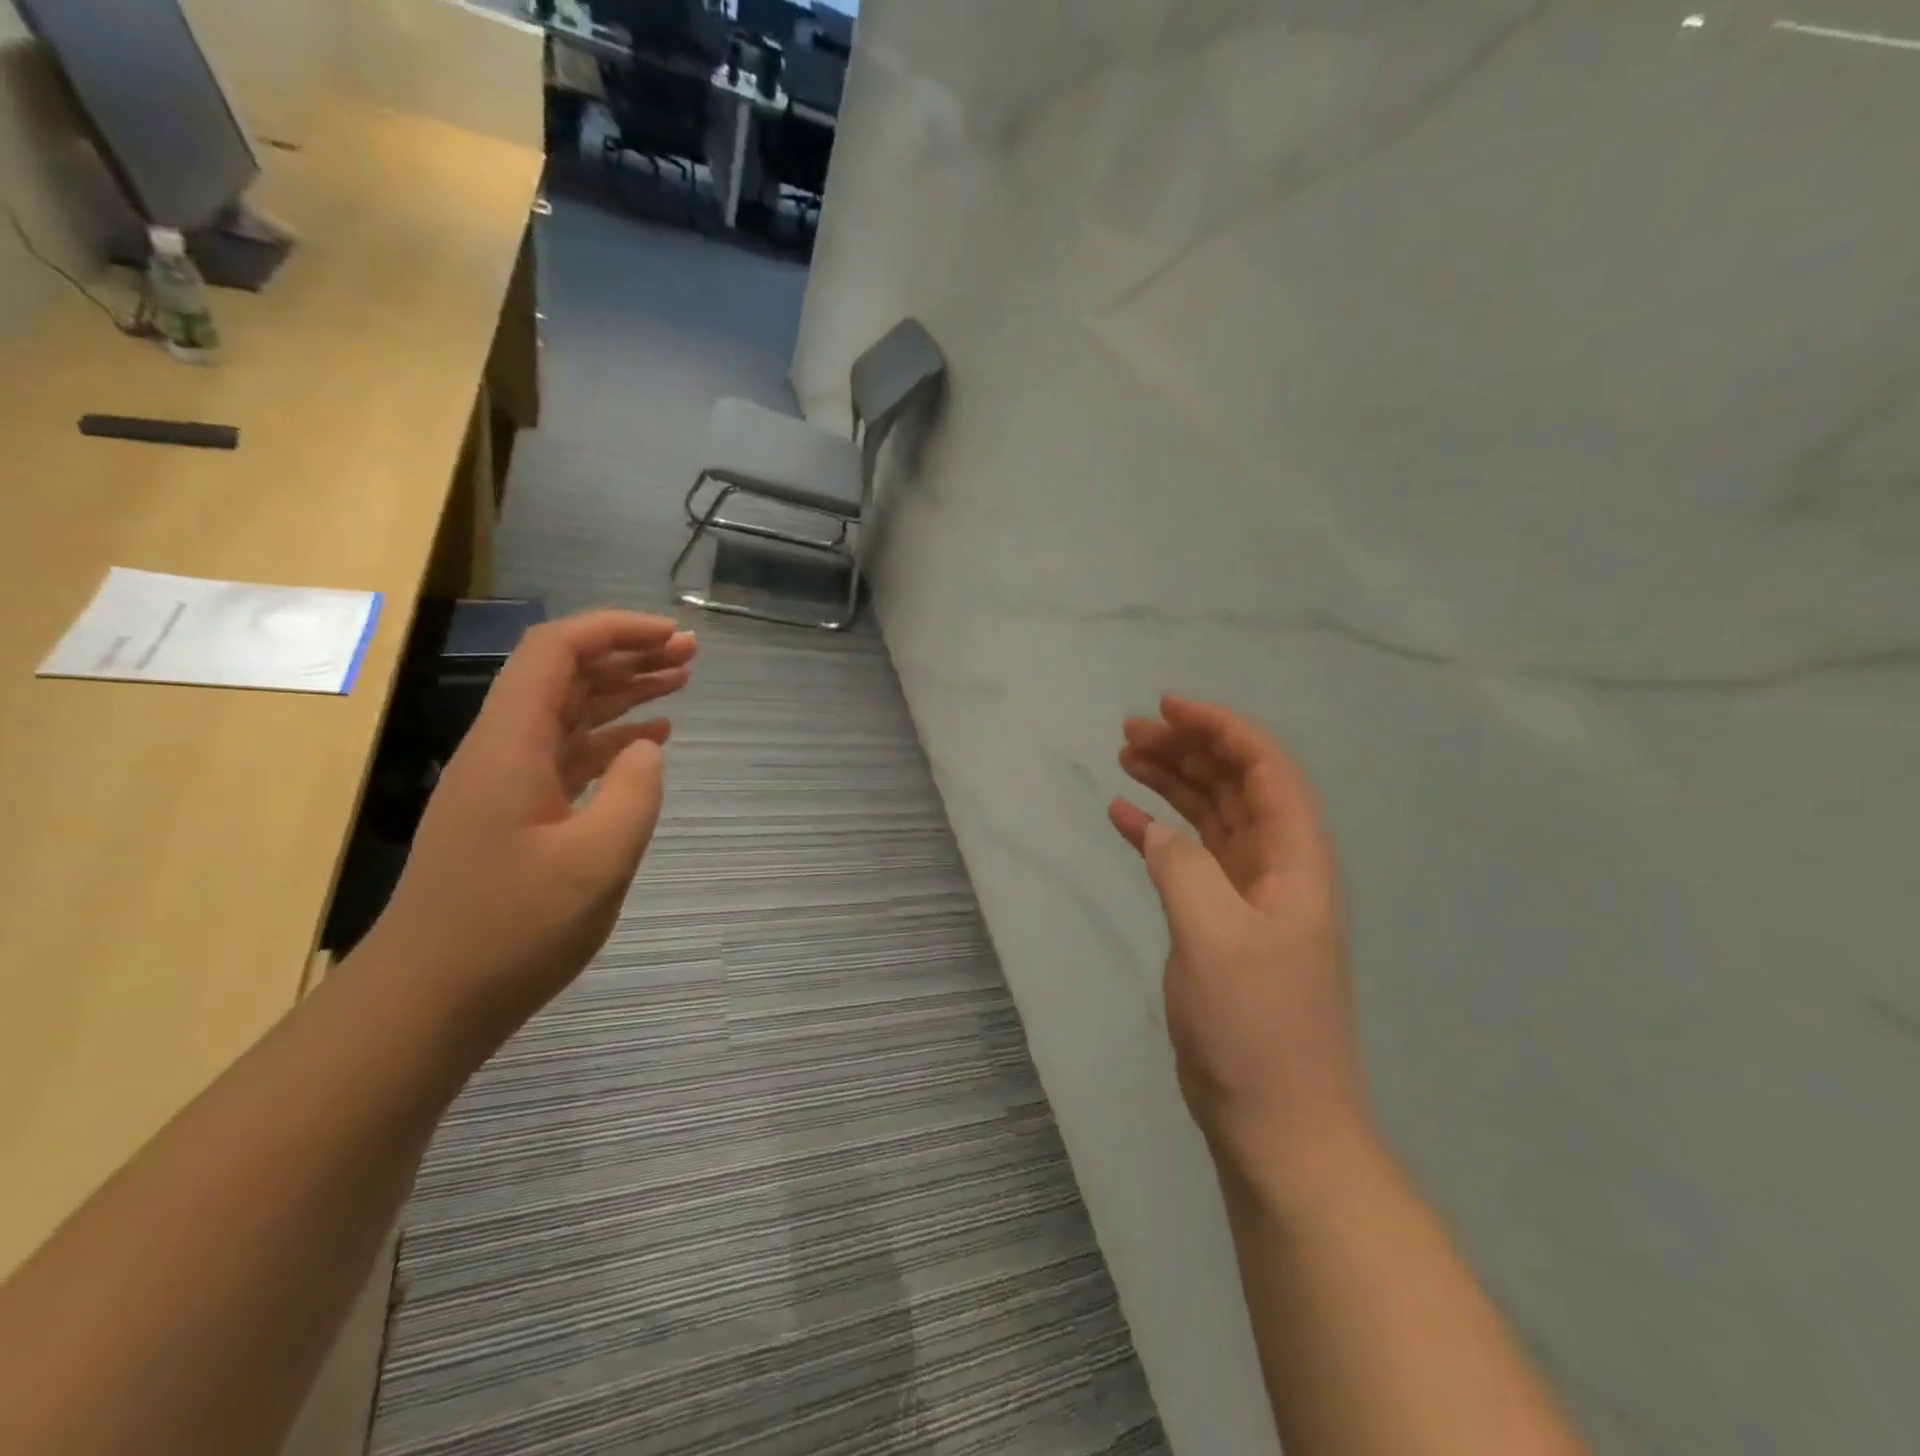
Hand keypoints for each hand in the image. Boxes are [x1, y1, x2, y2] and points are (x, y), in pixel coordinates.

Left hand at [367, 610, 696, 1037]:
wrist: (428, 1003)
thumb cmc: (511, 931)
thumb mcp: (596, 862)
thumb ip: (634, 793)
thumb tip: (649, 747)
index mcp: (511, 745)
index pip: (556, 651)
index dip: (615, 630)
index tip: (672, 637)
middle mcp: (503, 750)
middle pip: (564, 675)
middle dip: (628, 655)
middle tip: (691, 654)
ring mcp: (507, 783)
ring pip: (570, 714)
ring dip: (623, 692)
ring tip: (681, 682)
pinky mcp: (516, 814)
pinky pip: (569, 755)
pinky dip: (612, 740)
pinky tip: (650, 742)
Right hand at [1109, 695, 1367, 1186]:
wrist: (1277, 1121)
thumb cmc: (1256, 1026)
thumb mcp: (1214, 936)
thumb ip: (1182, 867)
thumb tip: (1154, 828)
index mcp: (1295, 859)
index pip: (1265, 769)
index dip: (1221, 728)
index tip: (1168, 708)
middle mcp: (1278, 867)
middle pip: (1235, 785)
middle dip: (1188, 749)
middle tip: (1131, 731)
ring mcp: (1249, 895)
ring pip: (1210, 817)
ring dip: (1172, 784)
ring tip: (1125, 756)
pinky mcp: (1221, 922)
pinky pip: (1188, 858)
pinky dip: (1157, 833)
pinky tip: (1122, 816)